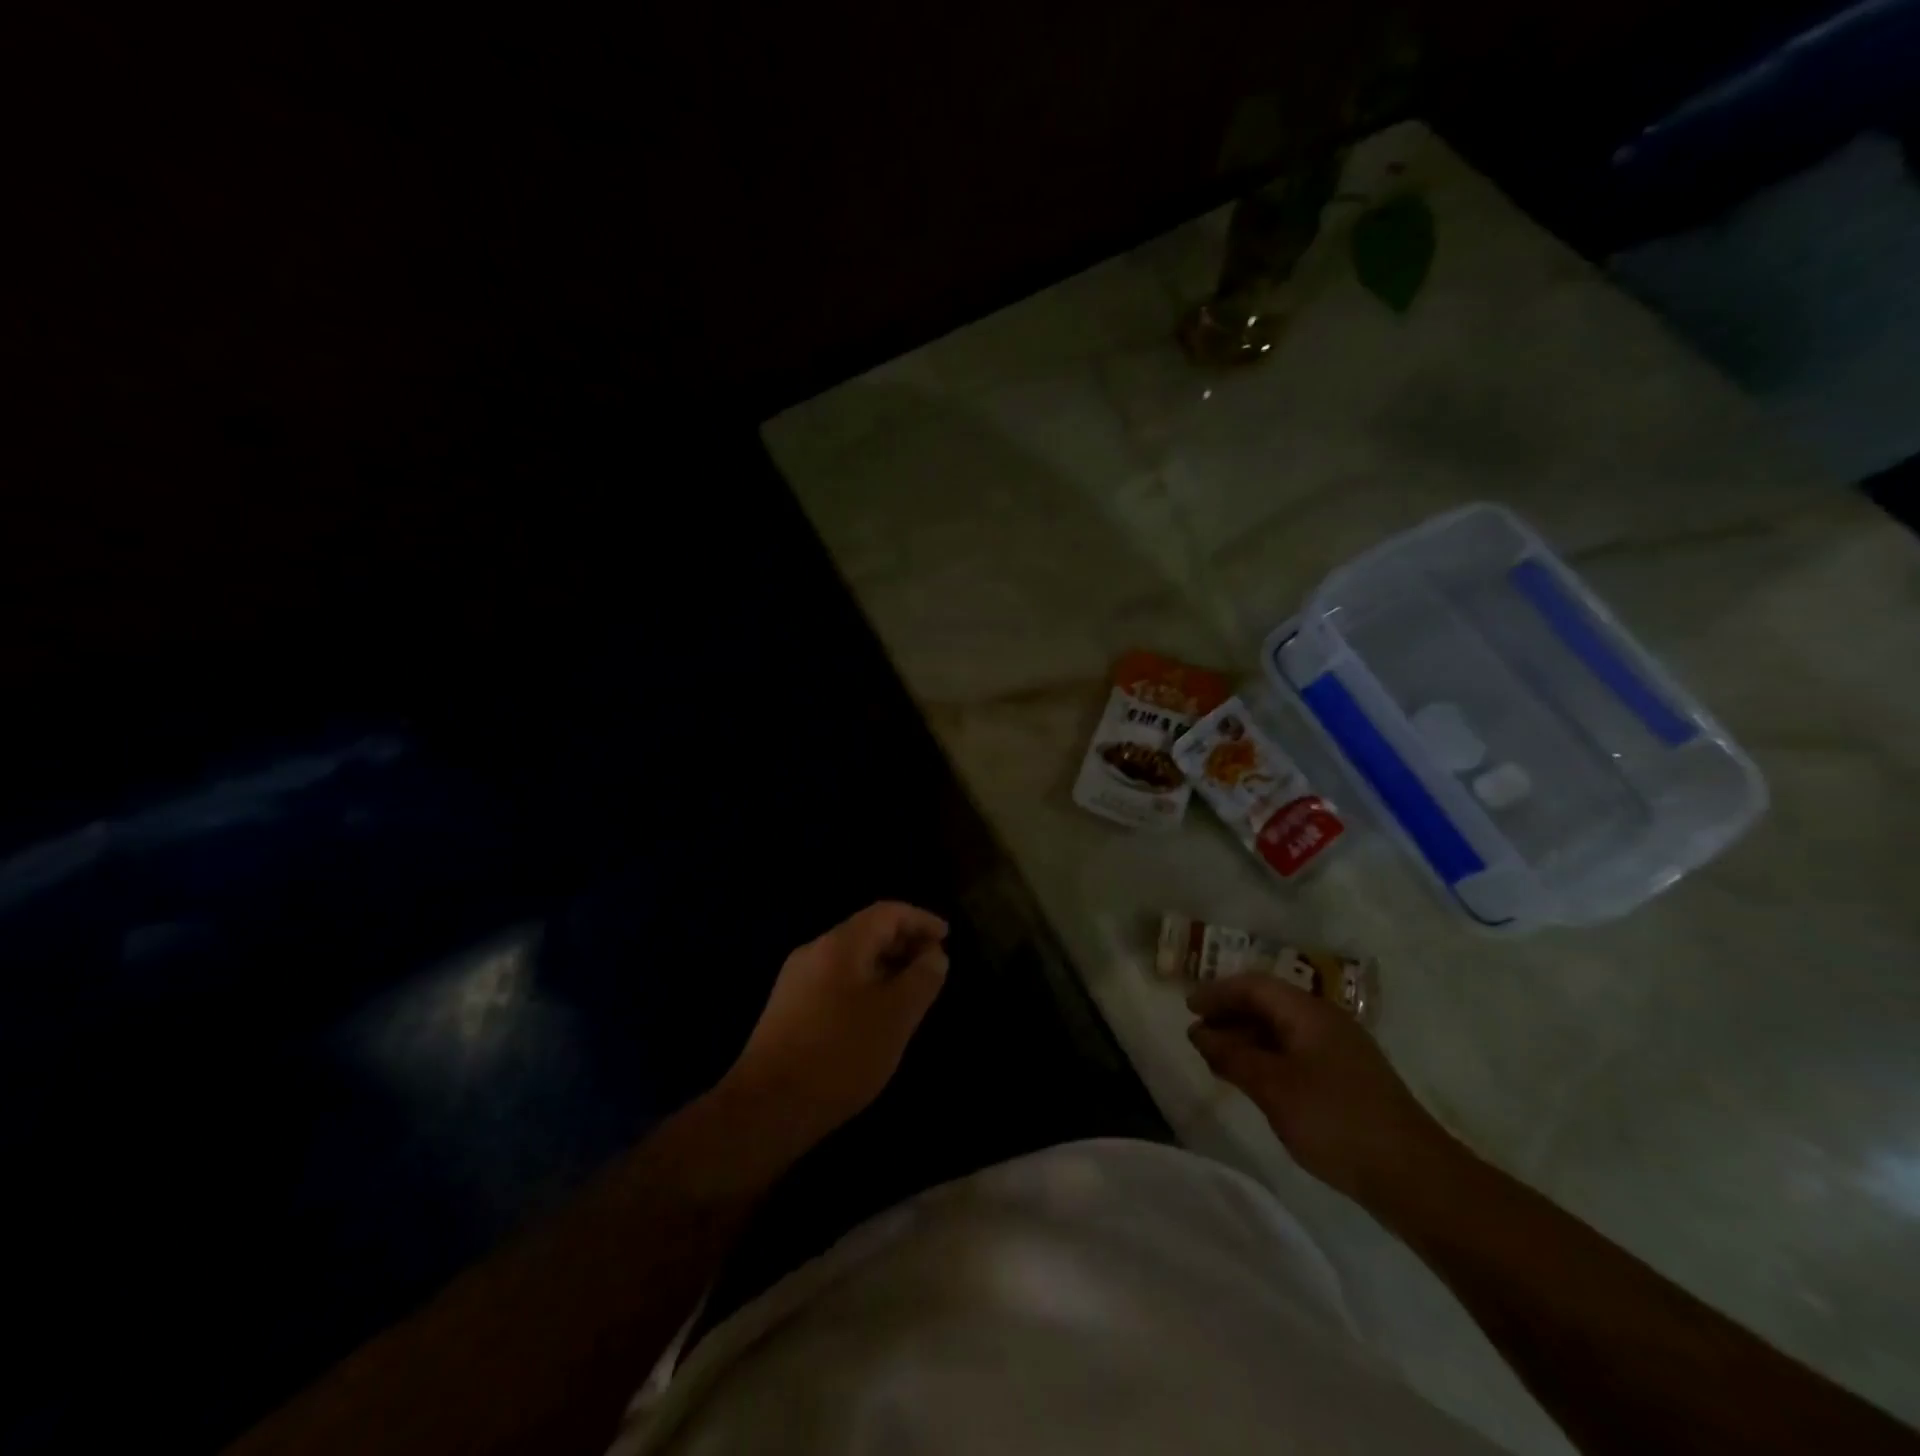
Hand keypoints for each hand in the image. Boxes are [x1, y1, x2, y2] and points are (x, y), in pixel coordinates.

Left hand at [722, 901, 949, 1151]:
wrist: (766, 1107)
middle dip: (904, 942)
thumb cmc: (841, 1054)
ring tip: (912, 991)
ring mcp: (796, 980)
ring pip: (851, 958)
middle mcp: (815, 951)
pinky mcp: (788, 1008)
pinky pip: (836, 980)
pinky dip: (865, 984)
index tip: (947, 937)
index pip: (887, 912)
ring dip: (885, 965)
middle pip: (867, 931)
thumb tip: (934, 954)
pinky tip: (876, 1014)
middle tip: (934, 965)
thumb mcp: (896, 1016)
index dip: (920, 919)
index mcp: (841, 943)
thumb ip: (922, 979)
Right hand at [1187, 974, 1452, 1205]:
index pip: (1254, 985)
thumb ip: (1232, 1056)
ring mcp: (1340, 1049)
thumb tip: (1199, 1033)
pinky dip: (1267, 1056)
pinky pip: (1296, 1050)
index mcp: (1308, 1012)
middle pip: (1269, 1003)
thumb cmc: (1335, 1121)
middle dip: (1230, 1014)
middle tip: (1199, 1035)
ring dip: (1247, 1037)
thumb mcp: (1272, 1088)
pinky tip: (1256, 1080)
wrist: (1414, 1176)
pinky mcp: (1348, 1077)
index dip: (1217, 992)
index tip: (1188, 1009)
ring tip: (1220, 1060)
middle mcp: (1325, 1021)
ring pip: (1282, 1028)